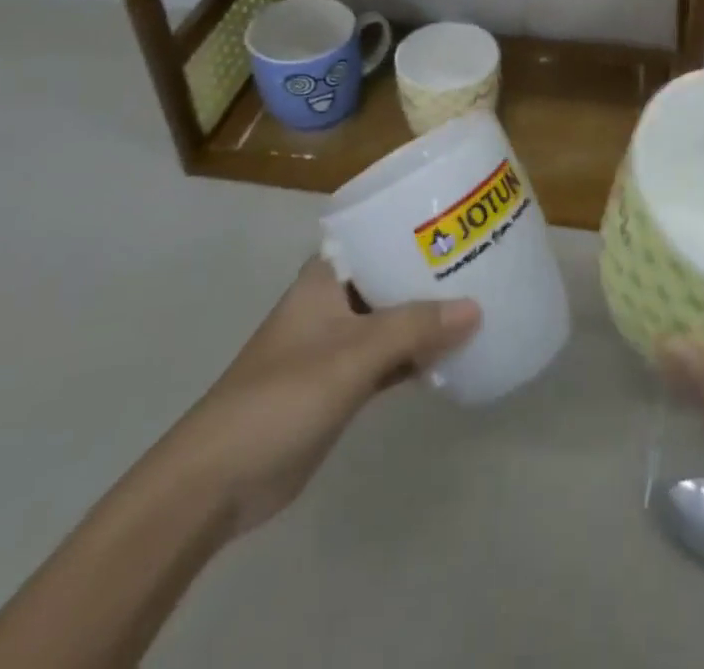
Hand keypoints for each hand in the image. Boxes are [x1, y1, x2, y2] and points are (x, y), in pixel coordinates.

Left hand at [181, 258, 480, 535]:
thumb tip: (476, 307)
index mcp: (326, 279)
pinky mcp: (341, 384)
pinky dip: (417, 355)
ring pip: (393, 320)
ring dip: (428, 317)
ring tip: (481, 302)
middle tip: (484, 261)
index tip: (461, 222)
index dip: (417, 228)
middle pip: (390, 278)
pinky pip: (390, 358)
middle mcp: (333, 304)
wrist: (219, 480)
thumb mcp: (352, 355)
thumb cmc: (282, 396)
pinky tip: (454, 354)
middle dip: (432, 274)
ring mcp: (336, 346)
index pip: (377, 236)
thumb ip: (413, 328)